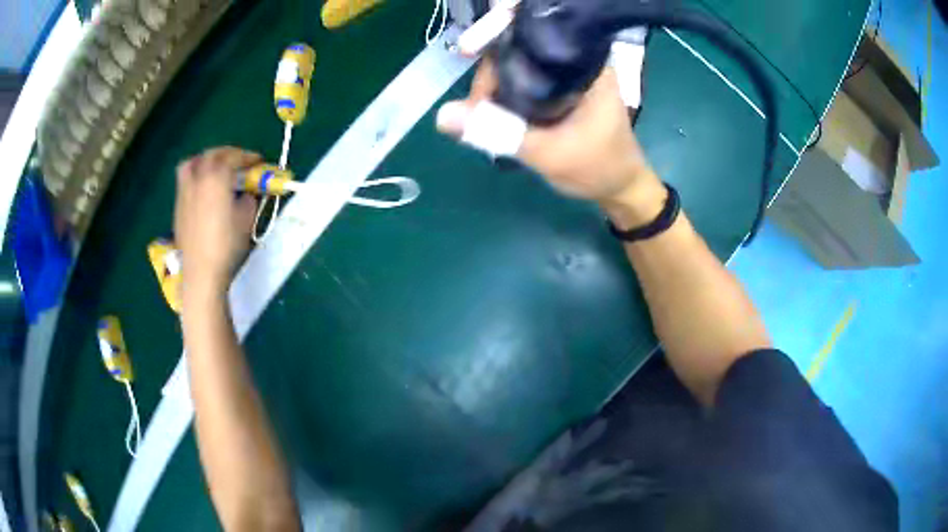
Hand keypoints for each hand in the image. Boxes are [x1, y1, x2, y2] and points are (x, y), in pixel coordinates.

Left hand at [174, 147, 260, 302]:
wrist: (202, 270)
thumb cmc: (227, 243)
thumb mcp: (247, 218)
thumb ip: (249, 198)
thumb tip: (246, 193)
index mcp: (217, 176)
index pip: (234, 157)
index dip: (248, 157)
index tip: (258, 162)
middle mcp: (198, 176)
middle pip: (212, 154)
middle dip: (228, 154)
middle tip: (239, 163)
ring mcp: (185, 190)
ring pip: (193, 162)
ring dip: (206, 160)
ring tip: (214, 168)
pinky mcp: (178, 205)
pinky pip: (186, 178)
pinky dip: (196, 174)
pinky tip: (203, 187)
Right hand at [436, 60, 659, 207]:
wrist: (621, 188)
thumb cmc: (598, 169)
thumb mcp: (548, 153)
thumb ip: (498, 133)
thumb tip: (443, 116)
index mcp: (586, 64)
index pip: (533, 36)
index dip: (496, 40)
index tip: (468, 58)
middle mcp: (578, 61)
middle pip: (521, 49)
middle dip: (491, 74)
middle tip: (474, 109)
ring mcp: (569, 75)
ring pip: (520, 66)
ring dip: (494, 87)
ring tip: (480, 116)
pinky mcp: (562, 89)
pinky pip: (525, 80)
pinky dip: (506, 94)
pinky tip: (494, 113)